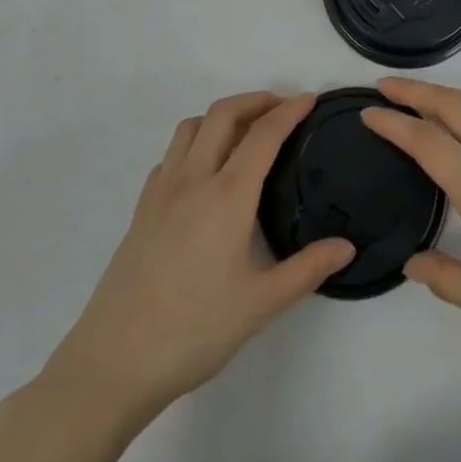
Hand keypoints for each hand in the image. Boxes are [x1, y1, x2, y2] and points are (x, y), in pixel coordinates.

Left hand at [38, 92, 353, 421]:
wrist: (113, 362)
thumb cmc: (193, 331)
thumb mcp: (260, 305)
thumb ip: (307, 269)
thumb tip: (347, 247)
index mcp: (228, 195)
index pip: (264, 134)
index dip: (289, 110)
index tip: (310, 99)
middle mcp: (194, 179)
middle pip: (224, 114)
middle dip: (256, 100)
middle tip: (282, 109)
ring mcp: (162, 191)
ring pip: (192, 127)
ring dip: (222, 116)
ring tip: (244, 133)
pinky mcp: (141, 209)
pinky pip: (170, 155)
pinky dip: (193, 144)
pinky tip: (203, 172)